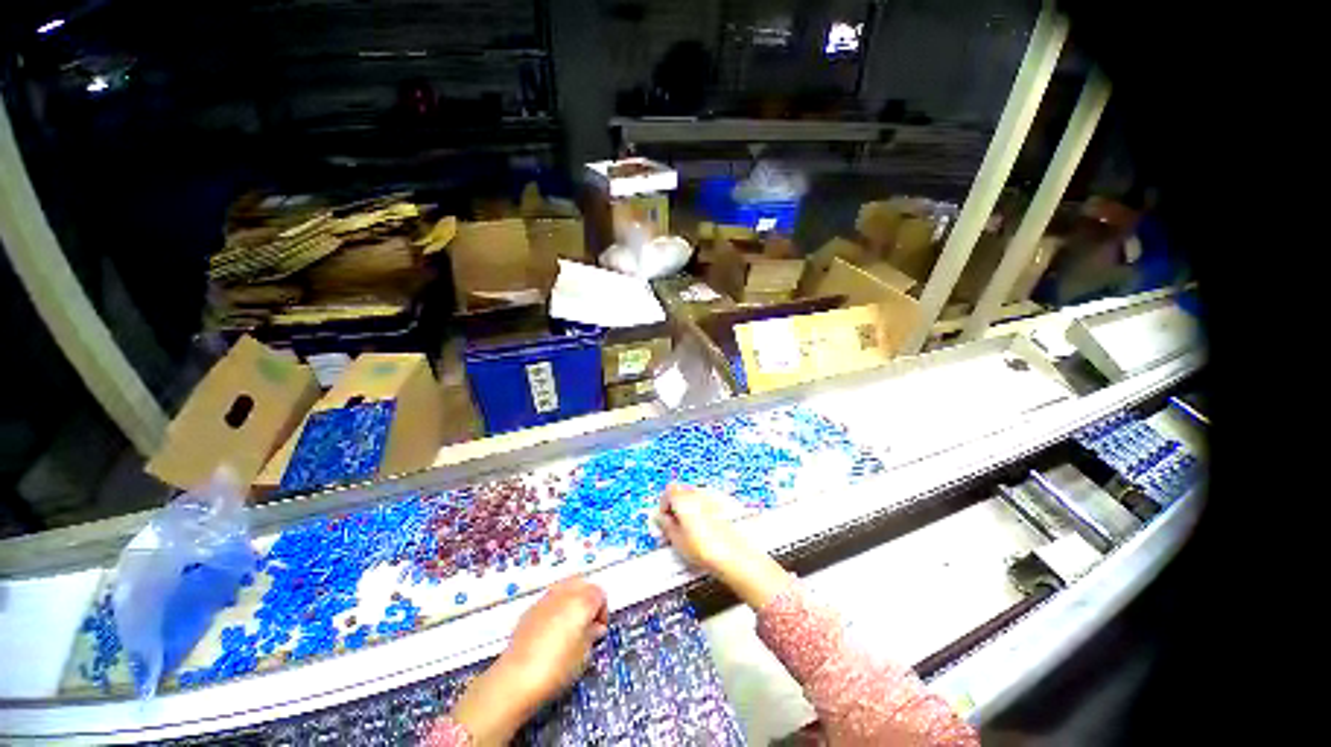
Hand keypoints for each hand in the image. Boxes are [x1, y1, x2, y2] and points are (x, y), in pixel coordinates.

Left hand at [451, 578, 607, 744]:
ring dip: (571, 601)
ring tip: (569, 626)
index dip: (602, 612)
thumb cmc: (557, 668)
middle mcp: (565, 593)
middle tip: (587, 624)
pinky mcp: (529, 609)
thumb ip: (592, 636)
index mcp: (582, 601)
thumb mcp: (583, 656)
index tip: (598, 632)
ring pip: (565, 588)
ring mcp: (545, 599)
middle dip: (588, 600)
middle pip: (583, 584)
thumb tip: (595, 628)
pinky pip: (549, 600)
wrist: (515, 679)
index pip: (600, 594)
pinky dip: (556, 608)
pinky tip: (551, 631)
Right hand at [655, 484, 791, 609]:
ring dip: (689, 506)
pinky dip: (702, 509)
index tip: (664, 519)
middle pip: (681, 490)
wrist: (733, 556)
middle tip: (675, 524)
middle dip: (676, 505)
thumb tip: (660, 519)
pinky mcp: (724, 503)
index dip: (664, 506)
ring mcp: (712, 497)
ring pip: (695, 495)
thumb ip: (665, 525)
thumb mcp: (677, 540)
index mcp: (683, 498)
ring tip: (689, 528)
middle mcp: (698, 493)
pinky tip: (704, 528)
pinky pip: (707, 501)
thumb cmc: (706, 549)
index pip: (667, 491)